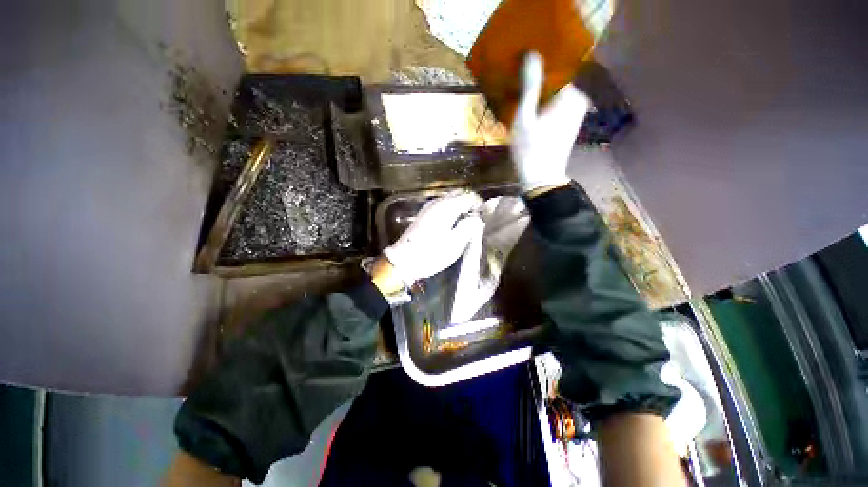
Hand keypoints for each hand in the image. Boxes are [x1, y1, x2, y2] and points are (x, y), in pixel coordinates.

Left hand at [383, 192, 483, 286]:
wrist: (404, 261)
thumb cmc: (431, 253)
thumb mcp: (455, 243)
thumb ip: (470, 227)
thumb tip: (478, 218)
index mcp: (447, 207)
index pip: (469, 196)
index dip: (480, 205)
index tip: (485, 217)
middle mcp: (437, 202)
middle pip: (459, 194)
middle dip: (471, 203)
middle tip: (478, 219)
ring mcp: (429, 207)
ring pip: (451, 199)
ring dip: (462, 206)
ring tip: (468, 222)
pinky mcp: (424, 214)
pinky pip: (443, 206)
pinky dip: (452, 210)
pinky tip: (454, 224)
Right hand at [510, 52, 590, 192]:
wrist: (541, 178)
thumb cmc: (530, 149)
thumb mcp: (524, 117)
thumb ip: (529, 86)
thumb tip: (531, 53)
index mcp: (570, 95)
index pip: (556, 67)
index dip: (538, 66)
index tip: (521, 66)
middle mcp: (578, 99)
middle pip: (556, 81)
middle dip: (538, 81)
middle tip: (517, 84)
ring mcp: (576, 112)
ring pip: (556, 93)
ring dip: (540, 93)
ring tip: (521, 96)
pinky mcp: (571, 122)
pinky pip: (557, 105)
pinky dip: (545, 105)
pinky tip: (531, 111)